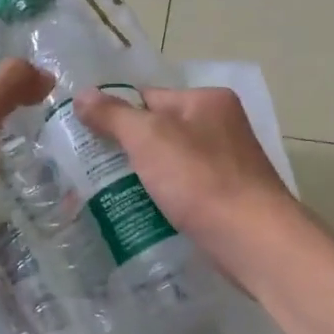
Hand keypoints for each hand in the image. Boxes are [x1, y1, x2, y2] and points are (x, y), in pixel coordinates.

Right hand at [72, 85, 305, 279]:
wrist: (251, 238)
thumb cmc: (199, 179)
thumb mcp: (149, 138)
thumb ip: (114, 115)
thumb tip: (82, 94)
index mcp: (207, 100)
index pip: (149, 97)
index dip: (115, 114)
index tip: (82, 136)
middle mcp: (221, 126)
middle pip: (159, 132)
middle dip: (125, 151)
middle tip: (86, 171)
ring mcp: (226, 165)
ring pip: (169, 165)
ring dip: (140, 179)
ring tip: (102, 196)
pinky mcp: (226, 199)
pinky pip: (183, 192)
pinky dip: (161, 200)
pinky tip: (137, 214)